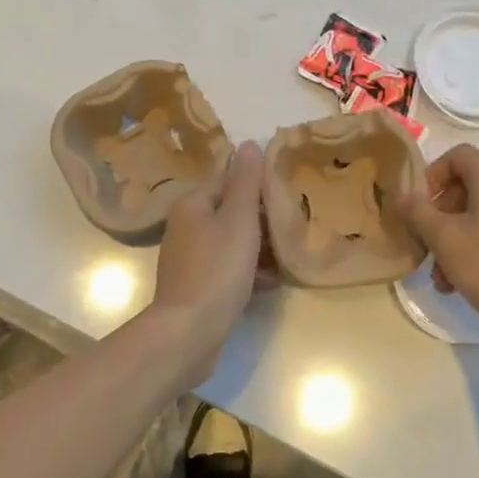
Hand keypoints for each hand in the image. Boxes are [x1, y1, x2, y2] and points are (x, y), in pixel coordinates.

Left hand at [145, 141, 265, 385]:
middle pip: (230, 211)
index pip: (228, 179)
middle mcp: (185, 226)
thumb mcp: (238, 220)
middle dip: (261, 218)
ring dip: (258, 247)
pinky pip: (227, 268)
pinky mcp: (195, 286)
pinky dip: (248, 271)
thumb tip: (249, 143)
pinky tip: (271, 282)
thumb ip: (246, 182)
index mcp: (192, 204)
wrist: (188, 334)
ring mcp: (189, 258)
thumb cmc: (217, 270)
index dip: (257, 183)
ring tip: (288, 254)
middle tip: (293, 224)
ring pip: (230, 241)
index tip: (286, 192)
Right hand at [397, 143, 478, 346]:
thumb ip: (418, 213)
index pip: (457, 155)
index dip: (432, 174)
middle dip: (440, 215)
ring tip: (442, 277)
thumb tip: (403, 195)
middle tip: (426, 246)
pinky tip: (464, 281)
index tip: (419, 205)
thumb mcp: (445, 240)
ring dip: (455, 237)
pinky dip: (477, 245)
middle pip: (468, 186)